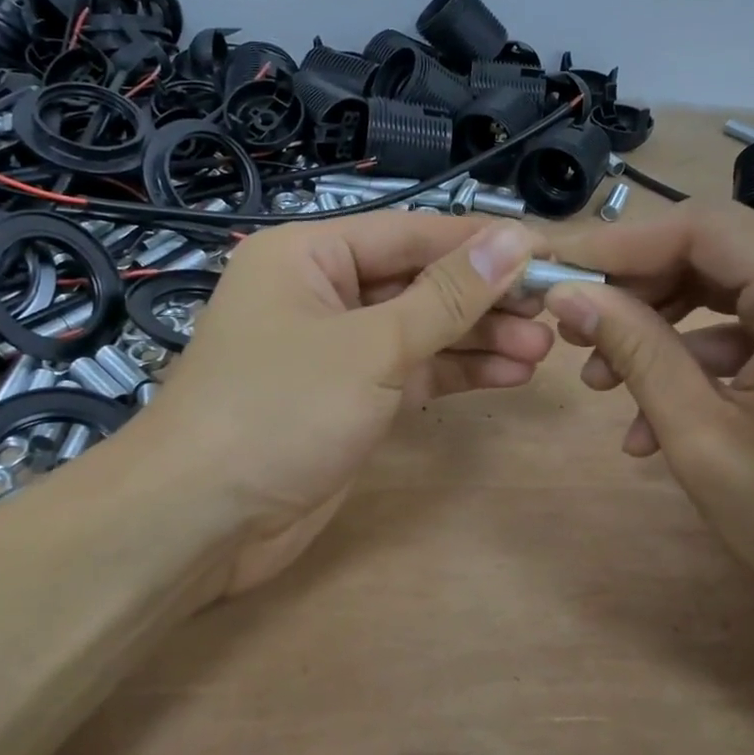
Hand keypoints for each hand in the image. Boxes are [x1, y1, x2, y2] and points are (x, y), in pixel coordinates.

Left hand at [137, 212, 548, 599]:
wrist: (200, 521)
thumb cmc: (279, 409)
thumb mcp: (372, 345)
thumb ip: (447, 296)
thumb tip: (514, 241)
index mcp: (309, 255)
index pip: (410, 233)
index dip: (479, 242)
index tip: (544, 252)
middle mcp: (321, 293)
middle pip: (418, 282)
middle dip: (483, 299)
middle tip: (552, 311)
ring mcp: (336, 349)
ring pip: (420, 330)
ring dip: (478, 339)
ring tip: (544, 348)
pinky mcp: (348, 398)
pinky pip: (411, 371)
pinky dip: (455, 372)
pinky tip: (509, 374)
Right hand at [542, 203, 753, 655]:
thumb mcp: (703, 441)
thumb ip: (634, 352)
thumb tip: (567, 295)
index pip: (703, 228)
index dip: (619, 245)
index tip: (556, 272)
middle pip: (716, 250)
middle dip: (637, 289)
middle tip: (574, 332)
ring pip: (732, 284)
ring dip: (664, 325)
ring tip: (602, 380)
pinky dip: (706, 354)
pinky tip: (659, 413)